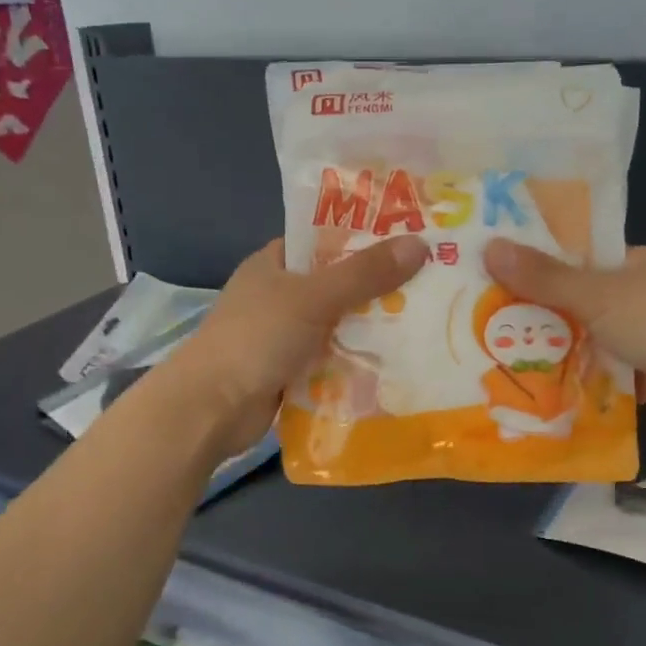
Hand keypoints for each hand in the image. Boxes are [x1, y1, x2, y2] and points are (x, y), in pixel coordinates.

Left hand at [166, 237, 429, 456]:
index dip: (367, 237)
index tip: (413, 239)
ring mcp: (284, 335)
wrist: (212, 408)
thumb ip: (365, 273)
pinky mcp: (291, 370)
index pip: (326, 239)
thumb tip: (420, 245)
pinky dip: (358, 359)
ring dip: (373, 327)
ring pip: (339, 323)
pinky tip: (398, 360)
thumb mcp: (314, 297)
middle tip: (432, 283)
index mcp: (274, 262)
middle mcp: (279, 294)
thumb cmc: (257, 338)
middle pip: (338, 283)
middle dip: (379, 287)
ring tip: (428, 321)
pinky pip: (334, 357)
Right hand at [483, 241, 645, 439]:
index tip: (486, 275)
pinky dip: (573, 384)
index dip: (532, 265)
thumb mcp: (598, 295)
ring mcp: (643, 340)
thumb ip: (544, 278)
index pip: (574, 258)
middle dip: (534, 316)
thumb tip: (489, 247)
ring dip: (550, 353)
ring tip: (490, 358)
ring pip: (585, 343)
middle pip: (575, 303)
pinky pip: (599, 377)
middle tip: (476, 323)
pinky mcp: (645, 379)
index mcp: (632, 264)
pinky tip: (530, 391)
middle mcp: (637, 298)